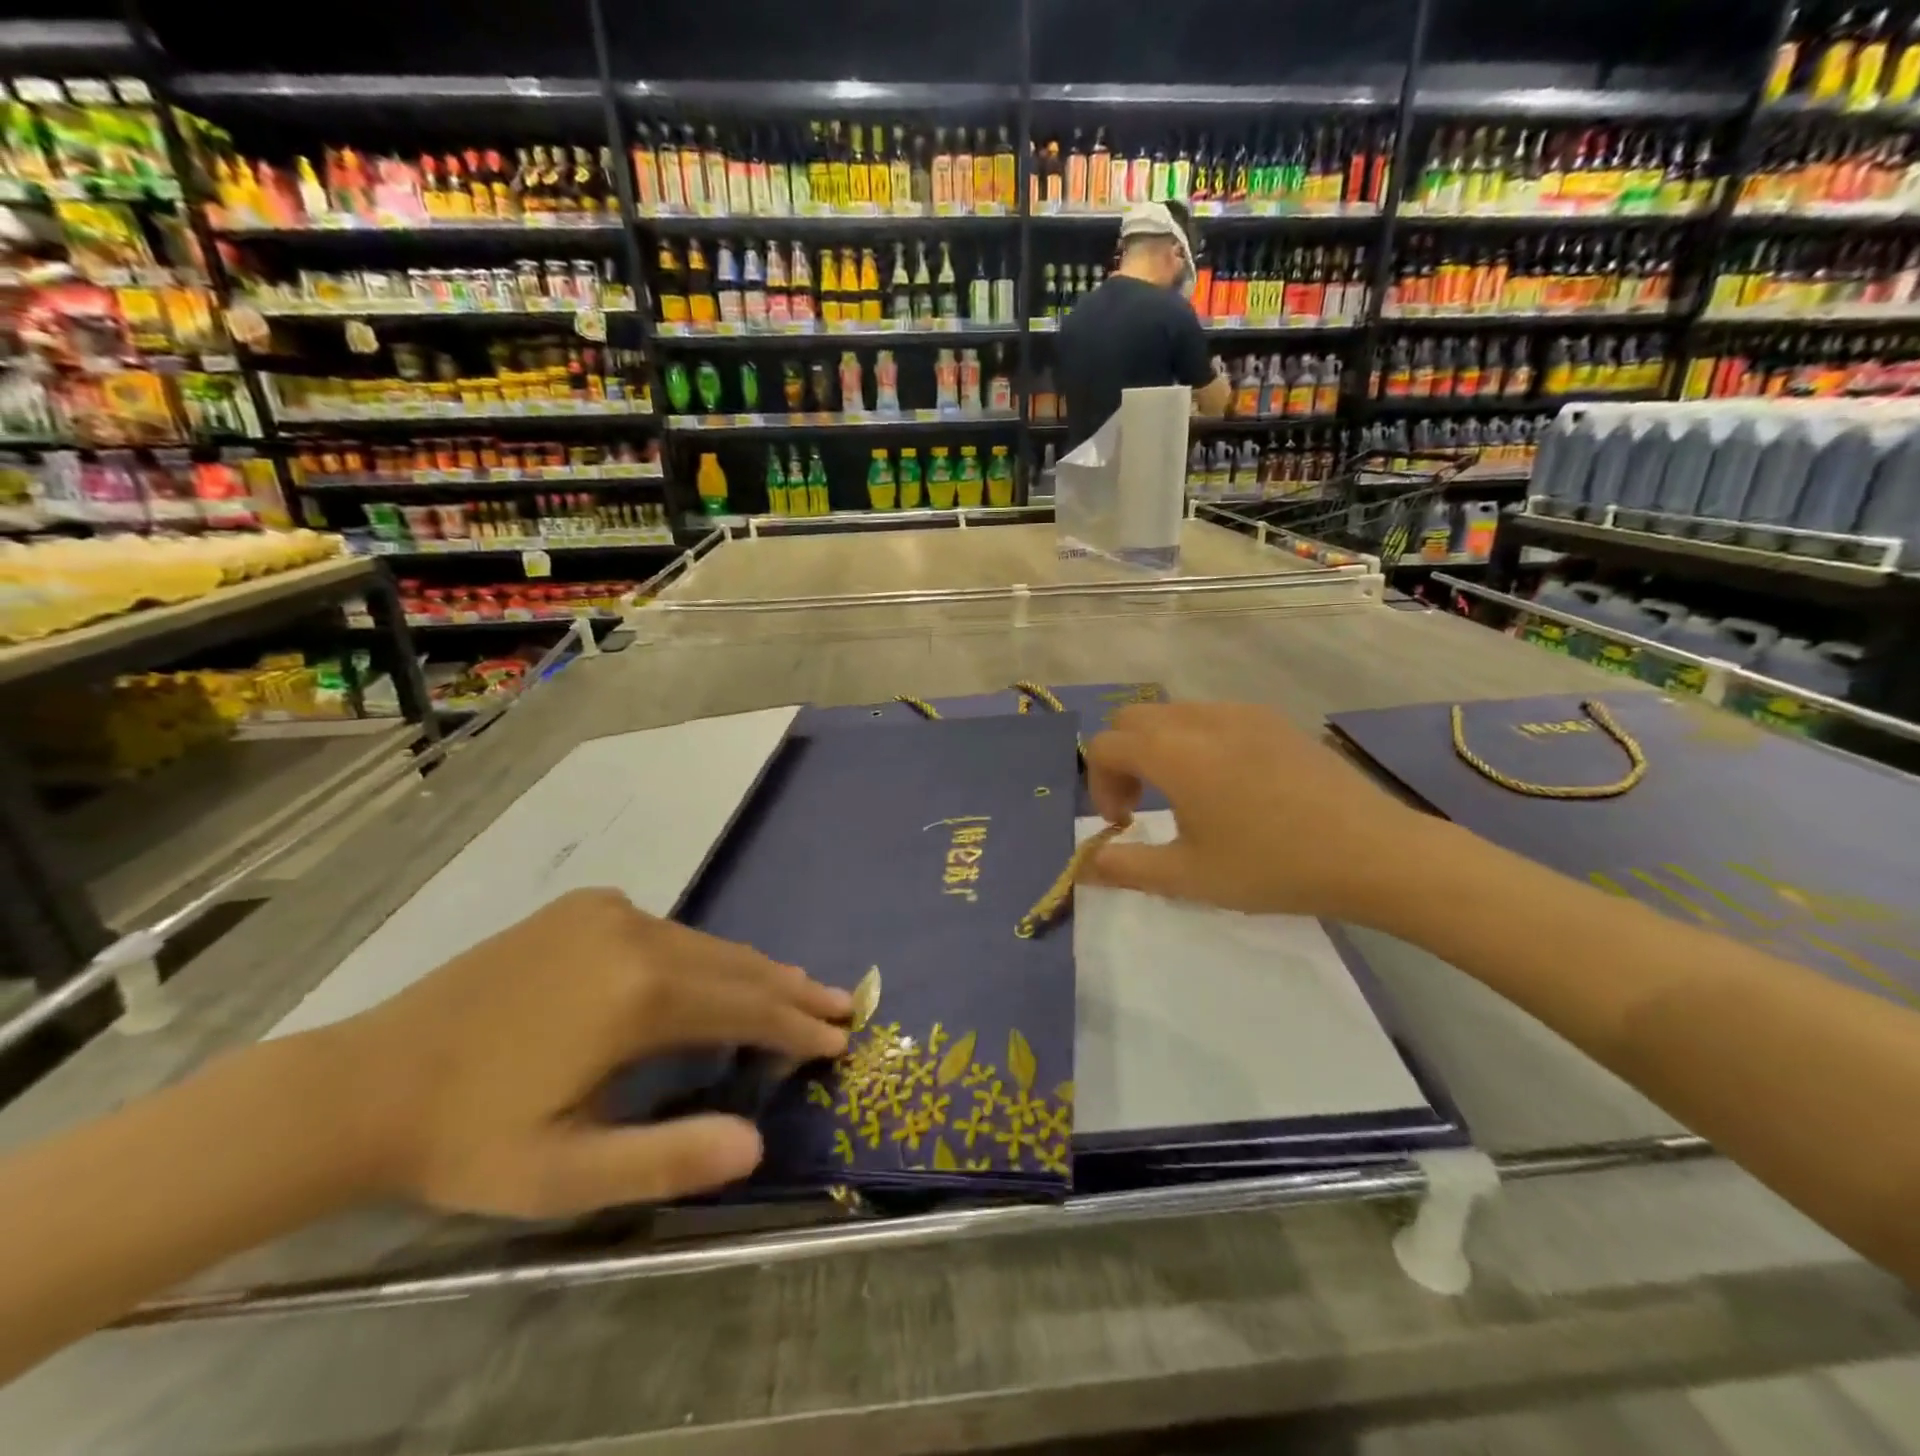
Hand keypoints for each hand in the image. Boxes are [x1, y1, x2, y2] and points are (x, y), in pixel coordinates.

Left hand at [327, 889, 850, 1218]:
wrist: (366, 1082)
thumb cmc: (469, 1138)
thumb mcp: (564, 1174)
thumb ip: (666, 1157)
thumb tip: (757, 1143)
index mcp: (636, 993)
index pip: (744, 1006)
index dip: (795, 1025)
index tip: (841, 1036)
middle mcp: (635, 934)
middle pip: (734, 965)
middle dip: (790, 989)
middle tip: (841, 1004)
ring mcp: (608, 913)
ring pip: (703, 944)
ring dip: (749, 972)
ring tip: (795, 990)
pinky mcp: (586, 908)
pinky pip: (668, 932)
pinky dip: (704, 957)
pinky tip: (714, 976)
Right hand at [1079, 701, 1434, 920]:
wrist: (1372, 852)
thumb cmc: (1271, 866)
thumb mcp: (1188, 877)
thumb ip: (1124, 867)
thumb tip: (1083, 866)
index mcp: (1172, 751)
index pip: (1104, 745)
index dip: (1100, 785)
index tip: (1125, 825)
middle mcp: (1199, 718)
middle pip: (1132, 719)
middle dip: (1122, 759)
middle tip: (1143, 806)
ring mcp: (1240, 712)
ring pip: (1171, 713)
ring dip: (1157, 747)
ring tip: (1184, 795)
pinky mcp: (1272, 719)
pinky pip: (1210, 715)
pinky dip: (1194, 740)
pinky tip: (1226, 783)